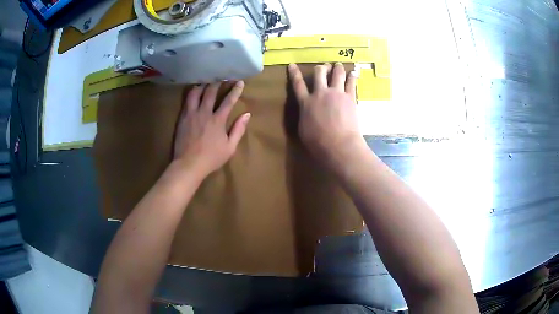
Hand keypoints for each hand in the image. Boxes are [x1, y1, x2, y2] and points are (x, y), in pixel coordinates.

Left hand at [173, 81, 249, 176]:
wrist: (188, 164)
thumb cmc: (211, 158)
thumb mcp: (230, 147)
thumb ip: (238, 129)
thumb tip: (247, 114)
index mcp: (218, 120)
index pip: (229, 100)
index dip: (235, 90)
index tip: (240, 82)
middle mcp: (204, 112)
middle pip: (211, 92)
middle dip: (218, 82)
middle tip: (222, 77)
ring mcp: (191, 114)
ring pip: (196, 93)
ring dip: (202, 85)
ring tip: (206, 82)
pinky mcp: (182, 118)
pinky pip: (187, 101)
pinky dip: (192, 93)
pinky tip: (194, 91)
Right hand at [288, 63, 365, 165]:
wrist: (339, 145)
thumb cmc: (318, 142)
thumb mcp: (303, 129)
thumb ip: (304, 115)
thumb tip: (307, 111)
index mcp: (306, 103)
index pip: (298, 84)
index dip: (294, 73)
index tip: (292, 64)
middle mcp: (320, 93)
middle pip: (319, 73)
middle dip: (321, 68)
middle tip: (324, 67)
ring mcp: (336, 93)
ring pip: (336, 74)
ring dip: (337, 68)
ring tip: (339, 65)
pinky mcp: (350, 97)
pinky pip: (351, 82)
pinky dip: (352, 76)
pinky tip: (353, 72)